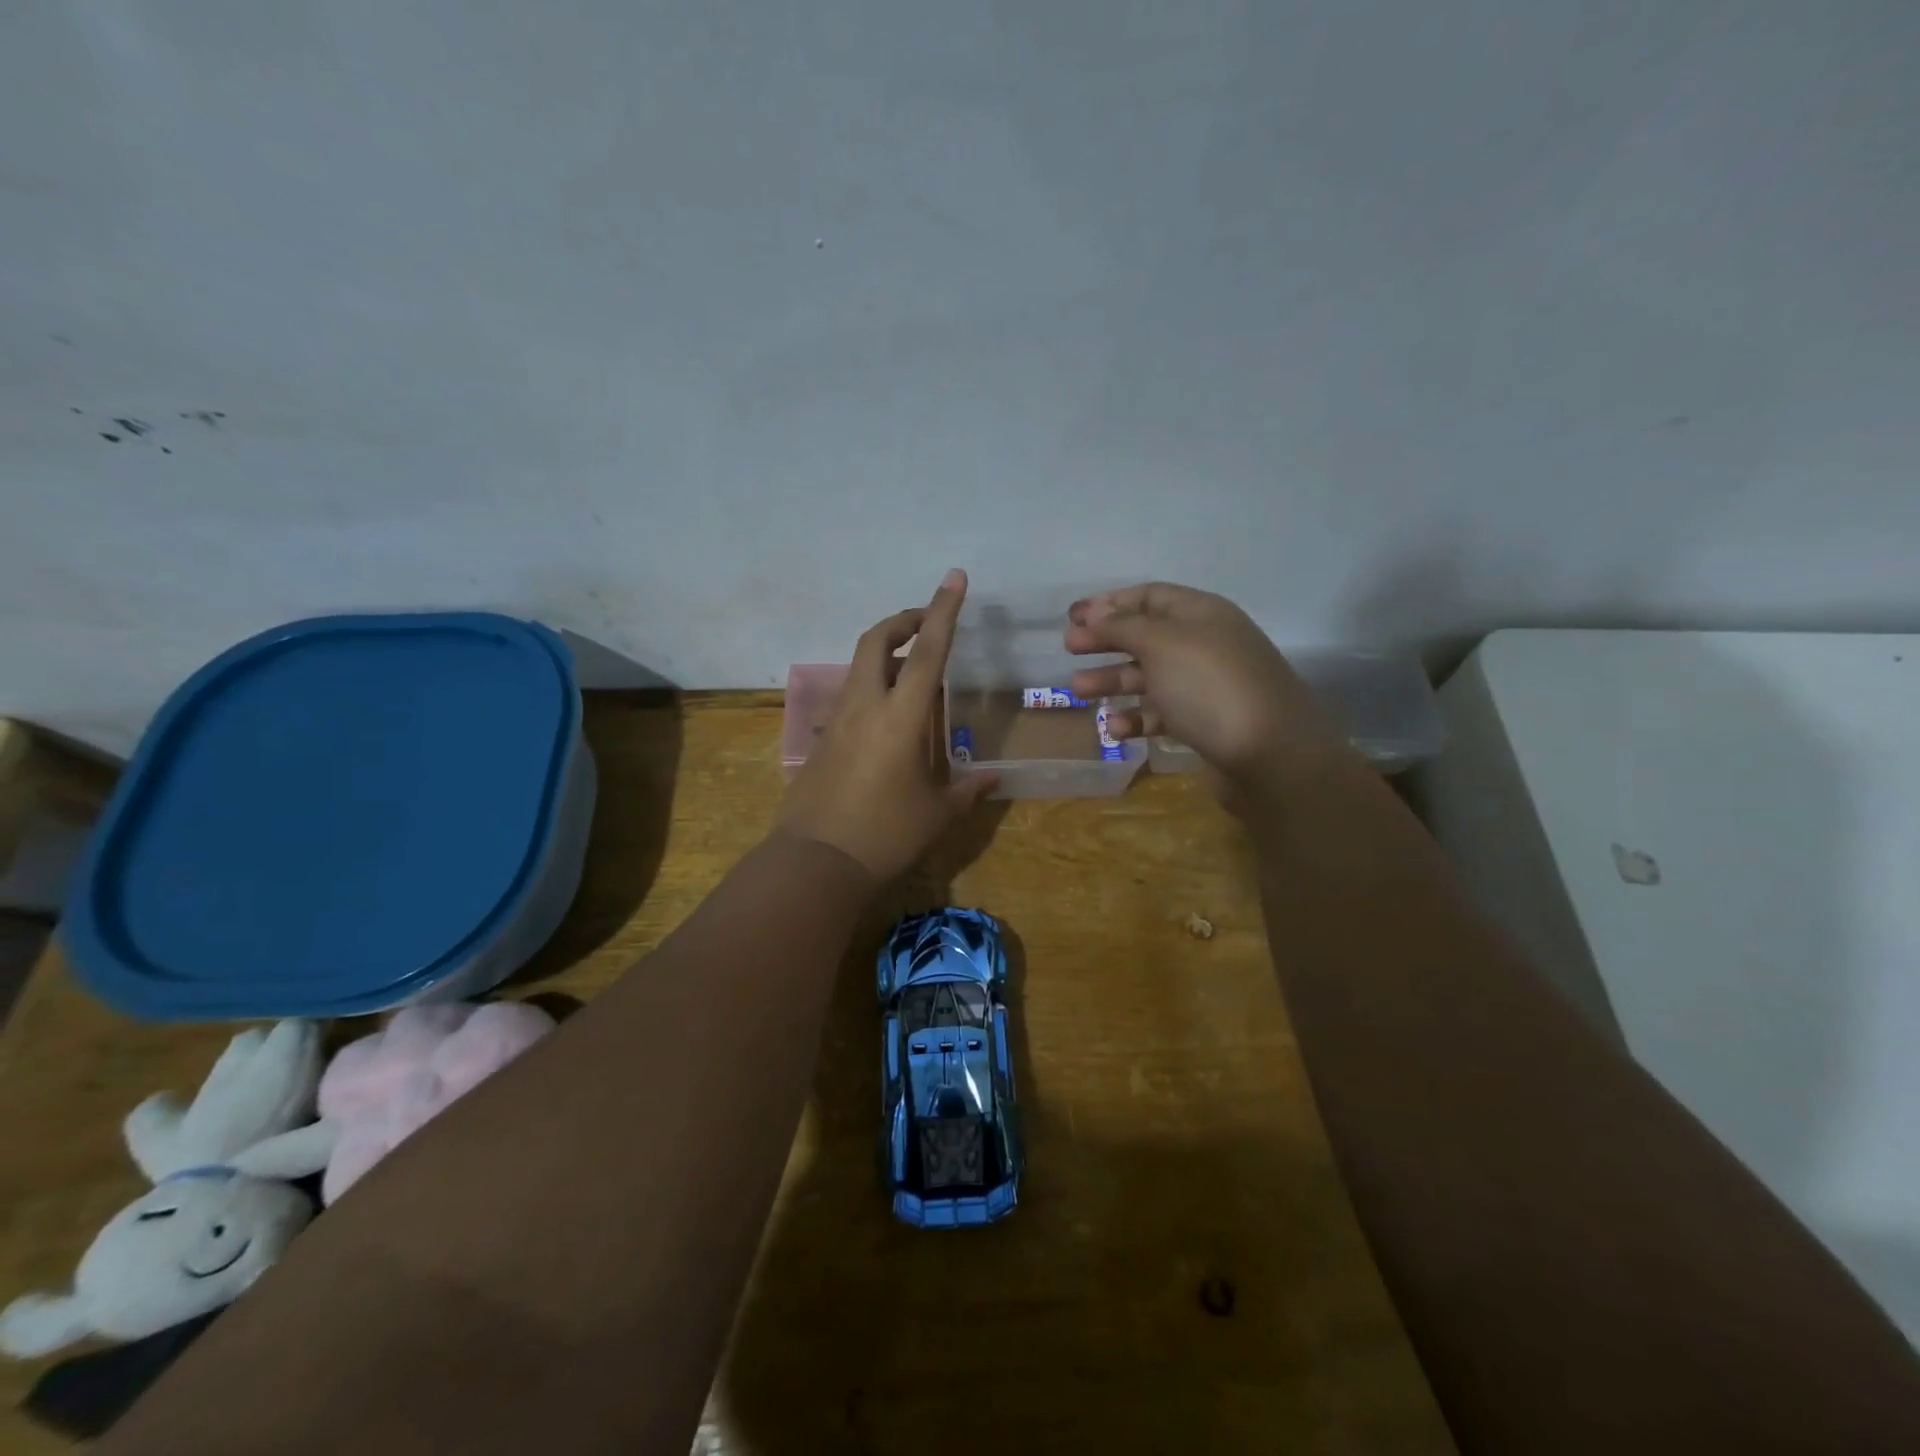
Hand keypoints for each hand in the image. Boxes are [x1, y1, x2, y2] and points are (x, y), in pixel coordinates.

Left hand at [777, 569, 998, 880]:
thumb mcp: (936, 814)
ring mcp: (838, 720)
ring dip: (886, 652)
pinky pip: (851, 695)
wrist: (816, 861)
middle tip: (928, 623)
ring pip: (860, 665)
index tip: (954, 579)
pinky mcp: (823, 739)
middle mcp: (865, 706)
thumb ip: (967, 790)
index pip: (926, 651)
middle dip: (903, 620)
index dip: (943, 611)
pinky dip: (873, 685)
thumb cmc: (885, 834)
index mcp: (900, 717)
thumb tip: (993, 779)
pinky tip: (890, 715)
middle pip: (876, 640)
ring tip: (914, 668)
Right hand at [1063, 582, 1344, 807]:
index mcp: (1201, 614)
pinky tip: (1115, 729)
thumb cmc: (1210, 688)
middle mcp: (1205, 644)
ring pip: (1150, 676)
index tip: (1072, 617)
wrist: (1271, 756)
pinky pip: (1162, 713)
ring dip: (1114, 680)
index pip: (1150, 596)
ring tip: (1078, 691)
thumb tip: (1095, 611)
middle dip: (1106, 641)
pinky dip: (1137, 718)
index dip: (1109, 603)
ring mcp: (1206, 685)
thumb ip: (1124, 626)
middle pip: (1146, 635)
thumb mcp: (1162, 645)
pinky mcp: (1205, 723)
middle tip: (1069, 650)